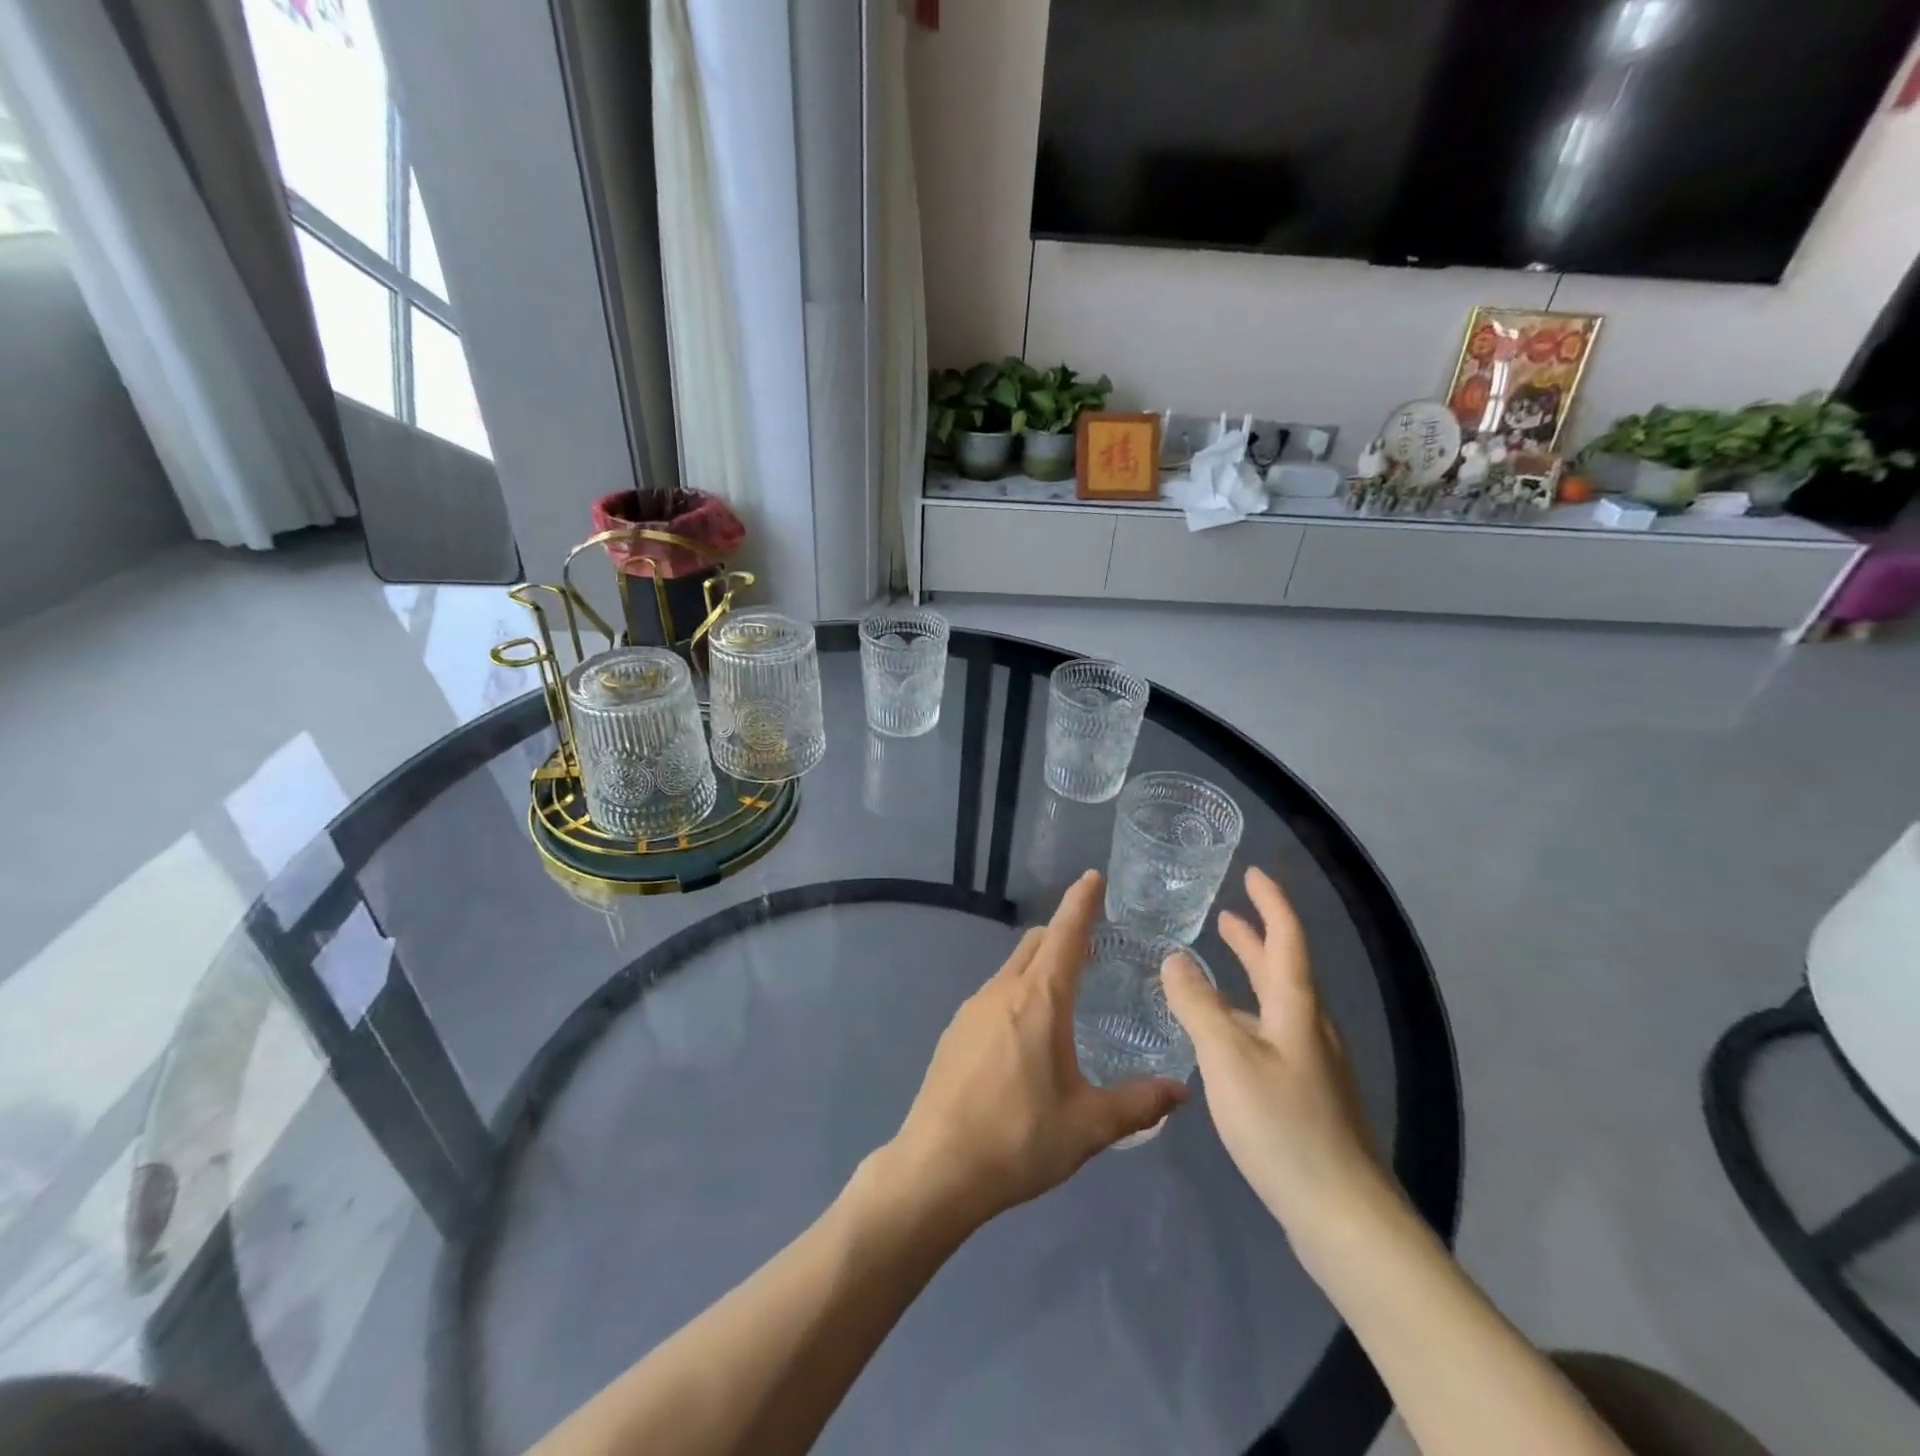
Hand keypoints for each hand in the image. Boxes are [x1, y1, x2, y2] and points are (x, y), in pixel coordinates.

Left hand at [884, 871, 1189, 1229]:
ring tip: (1067, 997)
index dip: (1081, 903)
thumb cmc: (1018, 1140)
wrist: (936, 1168)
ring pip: (1013, 968)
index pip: (1065, 934)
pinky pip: (995, 995)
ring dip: (1040, 966)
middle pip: (1036, 944)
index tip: (1094, 876)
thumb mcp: (1088, 1126)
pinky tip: (1028, 1036)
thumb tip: (1182, 1091)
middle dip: (1063, 933)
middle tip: (1094, 946)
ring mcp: (972, 1009)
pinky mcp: (955, 1031)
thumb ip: (1138, 1103)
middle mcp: (1002, 991)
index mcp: (1038, 1000)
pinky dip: (1019, 993)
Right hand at [1161, 866, 1394, 1253]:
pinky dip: (1246, 1015)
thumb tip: (1175, 958)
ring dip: (1249, 977)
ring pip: (1277, 1004)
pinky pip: (1273, 1034)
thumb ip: (1197, 1005)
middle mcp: (1310, 1027)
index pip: (1287, 937)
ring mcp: (1313, 1064)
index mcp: (1297, 1008)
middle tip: (1226, 915)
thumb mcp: (1228, 1058)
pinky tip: (1225, 1037)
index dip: (1271, 902)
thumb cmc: (1283, 1125)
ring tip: (1216, 966)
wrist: (1343, 1215)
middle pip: (1283, 968)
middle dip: (1255, 937)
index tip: (1253, 873)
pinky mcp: (1308, 1096)